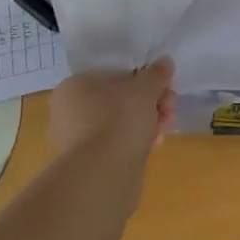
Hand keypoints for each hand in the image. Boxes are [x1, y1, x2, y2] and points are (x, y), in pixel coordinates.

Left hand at [48, 58, 176, 161]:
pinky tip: (154, 145)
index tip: (163, 88)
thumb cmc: (119, 120)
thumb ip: (156, 74)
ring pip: (120, 123)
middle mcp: (69, 111)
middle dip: (150, 103)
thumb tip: (164, 62)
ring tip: (166, 127)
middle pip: (119, 99)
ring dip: (147, 122)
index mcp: (75, 86)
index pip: (114, 74)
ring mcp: (78, 140)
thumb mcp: (145, 89)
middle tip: (169, 107)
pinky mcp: (90, 163)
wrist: (103, 176)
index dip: (143, 79)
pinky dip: (136, 142)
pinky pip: (117, 144)